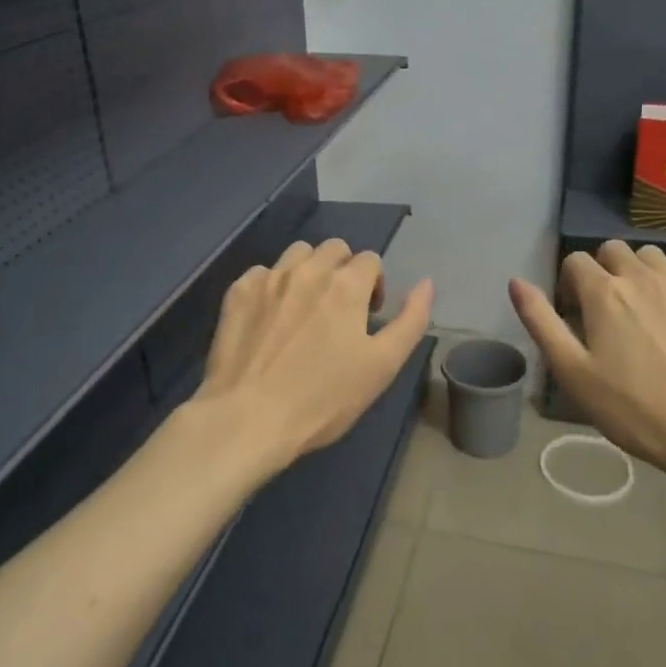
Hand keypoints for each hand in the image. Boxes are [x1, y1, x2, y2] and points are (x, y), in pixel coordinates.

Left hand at [192, 239, 433, 475]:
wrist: (248, 418)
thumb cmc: (323, 398)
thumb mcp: (382, 366)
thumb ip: (411, 321)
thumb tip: (426, 283)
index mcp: (347, 285)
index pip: (371, 260)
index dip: (375, 285)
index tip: (368, 317)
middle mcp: (308, 270)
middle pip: (335, 248)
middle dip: (344, 271)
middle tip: (339, 310)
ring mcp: (269, 278)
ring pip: (298, 253)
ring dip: (309, 270)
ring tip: (305, 307)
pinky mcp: (238, 292)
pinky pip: (262, 273)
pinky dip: (272, 286)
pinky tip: (269, 318)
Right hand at [509, 241, 665, 504]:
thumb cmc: (630, 407)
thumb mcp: (571, 371)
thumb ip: (540, 321)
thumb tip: (516, 281)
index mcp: (603, 292)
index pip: (575, 261)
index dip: (568, 284)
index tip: (575, 316)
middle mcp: (641, 277)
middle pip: (613, 250)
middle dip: (602, 271)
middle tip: (604, 312)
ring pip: (649, 256)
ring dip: (636, 272)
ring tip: (638, 309)